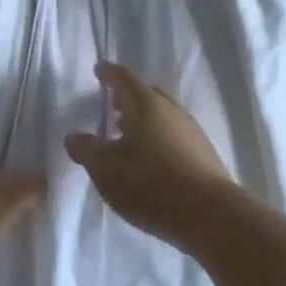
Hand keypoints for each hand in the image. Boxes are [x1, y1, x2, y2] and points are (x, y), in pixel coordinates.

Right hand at [64, 62, 234, 247]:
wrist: (210, 216)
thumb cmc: (150, 184)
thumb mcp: (105, 168)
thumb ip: (86, 149)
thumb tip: (74, 136)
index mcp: (146, 105)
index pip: (125, 78)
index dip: (110, 73)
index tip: (100, 69)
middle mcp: (172, 111)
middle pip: (148, 95)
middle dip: (128, 98)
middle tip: (112, 105)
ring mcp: (192, 133)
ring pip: (163, 117)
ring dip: (143, 122)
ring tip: (126, 137)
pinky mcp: (203, 156)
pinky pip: (174, 137)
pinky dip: (157, 140)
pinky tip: (149, 162)